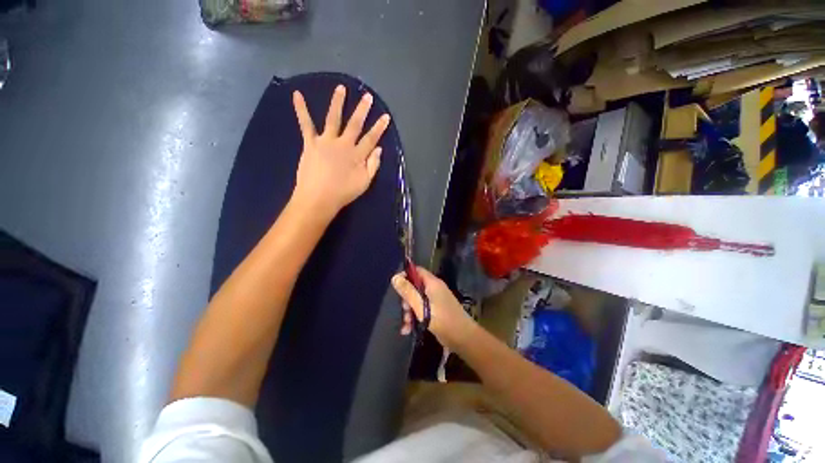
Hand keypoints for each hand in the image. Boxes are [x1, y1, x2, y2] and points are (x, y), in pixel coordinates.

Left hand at [291, 86, 390, 215]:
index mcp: (357, 155)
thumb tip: (378, 149)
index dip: (379, 127)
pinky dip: (301, 110)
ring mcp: (326, 141)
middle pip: (354, 124)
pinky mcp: (311, 143)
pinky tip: (297, 95)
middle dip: (362, 110)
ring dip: (337, 103)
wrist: (319, 198)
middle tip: (367, 96)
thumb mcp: (364, 182)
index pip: (371, 138)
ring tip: (341, 88)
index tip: (385, 116)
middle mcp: (343, 144)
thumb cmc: (343, 193)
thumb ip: (373, 165)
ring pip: (333, 118)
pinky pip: (306, 124)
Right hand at [391, 267, 475, 349]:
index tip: (396, 286)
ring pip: (417, 300)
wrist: (463, 338)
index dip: (405, 275)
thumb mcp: (421, 307)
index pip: (417, 271)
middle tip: (404, 310)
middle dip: (407, 299)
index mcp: (432, 283)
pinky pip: (422, 309)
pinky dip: (415, 317)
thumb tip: (395, 277)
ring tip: (406, 324)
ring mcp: (436, 300)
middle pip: (415, 287)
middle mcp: (434, 289)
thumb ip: (408, 292)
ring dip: (410, 311)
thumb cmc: (442, 320)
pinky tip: (408, 330)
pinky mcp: (437, 311)